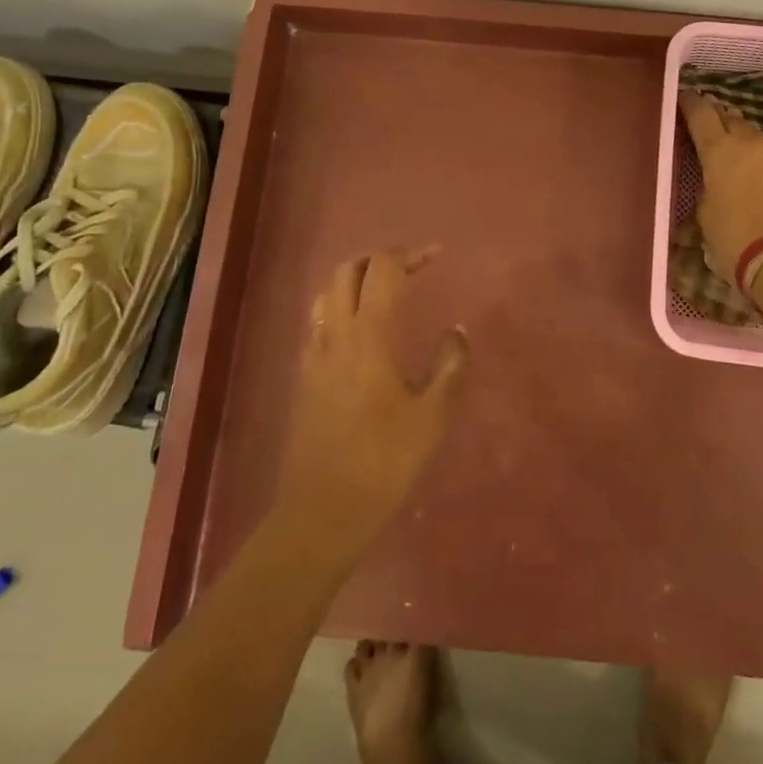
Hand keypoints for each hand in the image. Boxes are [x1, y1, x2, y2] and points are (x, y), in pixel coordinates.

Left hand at [276, 248, 469, 555]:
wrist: (324, 508)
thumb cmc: (385, 461)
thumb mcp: (433, 415)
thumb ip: (450, 365)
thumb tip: (456, 332)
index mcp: (369, 335)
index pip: (384, 271)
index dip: (410, 255)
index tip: (437, 255)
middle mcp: (337, 333)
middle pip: (348, 270)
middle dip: (380, 258)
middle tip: (411, 267)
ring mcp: (316, 353)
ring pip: (328, 292)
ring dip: (356, 278)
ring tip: (385, 289)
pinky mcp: (306, 374)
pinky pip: (319, 320)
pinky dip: (340, 305)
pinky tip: (359, 328)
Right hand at [679, 91, 762, 278]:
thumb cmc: (733, 238)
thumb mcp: (705, 211)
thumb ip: (708, 185)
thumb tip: (715, 180)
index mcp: (719, 150)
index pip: (701, 114)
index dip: (690, 103)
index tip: (684, 97)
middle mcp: (749, 144)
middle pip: (730, 117)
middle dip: (717, 115)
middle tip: (706, 117)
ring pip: (755, 134)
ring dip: (741, 135)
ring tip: (731, 143)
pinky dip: (760, 157)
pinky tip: (756, 171)